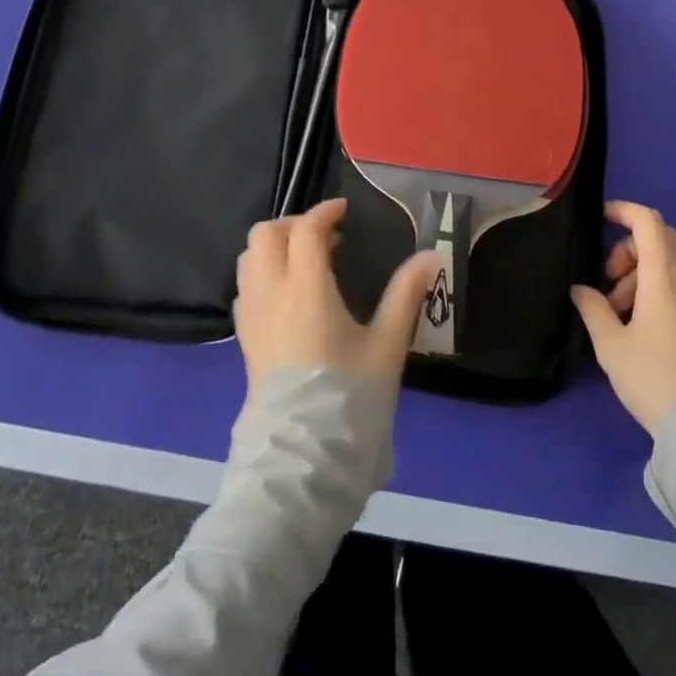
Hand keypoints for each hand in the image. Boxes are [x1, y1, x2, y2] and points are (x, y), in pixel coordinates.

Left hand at [234, 197, 440, 390]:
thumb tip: (430, 256)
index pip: (305, 230)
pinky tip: (289, 295)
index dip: (324, 212)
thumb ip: (405, 295)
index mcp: (306, 289)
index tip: (344, 212)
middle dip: (293, 225)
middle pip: (264, 235)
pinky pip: (246, 289)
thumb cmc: (349, 400)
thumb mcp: (387, 347)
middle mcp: (271, 295)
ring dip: (275, 248)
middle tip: (324, 237)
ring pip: (249, 259)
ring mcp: (252, 319)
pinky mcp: (244, 342)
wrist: (302, 463)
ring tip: (307, 263)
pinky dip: (263, 275)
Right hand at [571, 200, 675, 435]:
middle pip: (660, 238)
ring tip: (616, 312)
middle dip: (628, 247)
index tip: (599, 219)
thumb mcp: (611, 345)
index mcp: (664, 277)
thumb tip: (581, 289)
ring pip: (668, 263)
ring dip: (638, 272)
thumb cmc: (654, 377)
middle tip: (607, 279)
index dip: (623, 211)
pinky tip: (637, 325)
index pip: (648, 221)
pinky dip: (654, 289)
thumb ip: (592, 309)